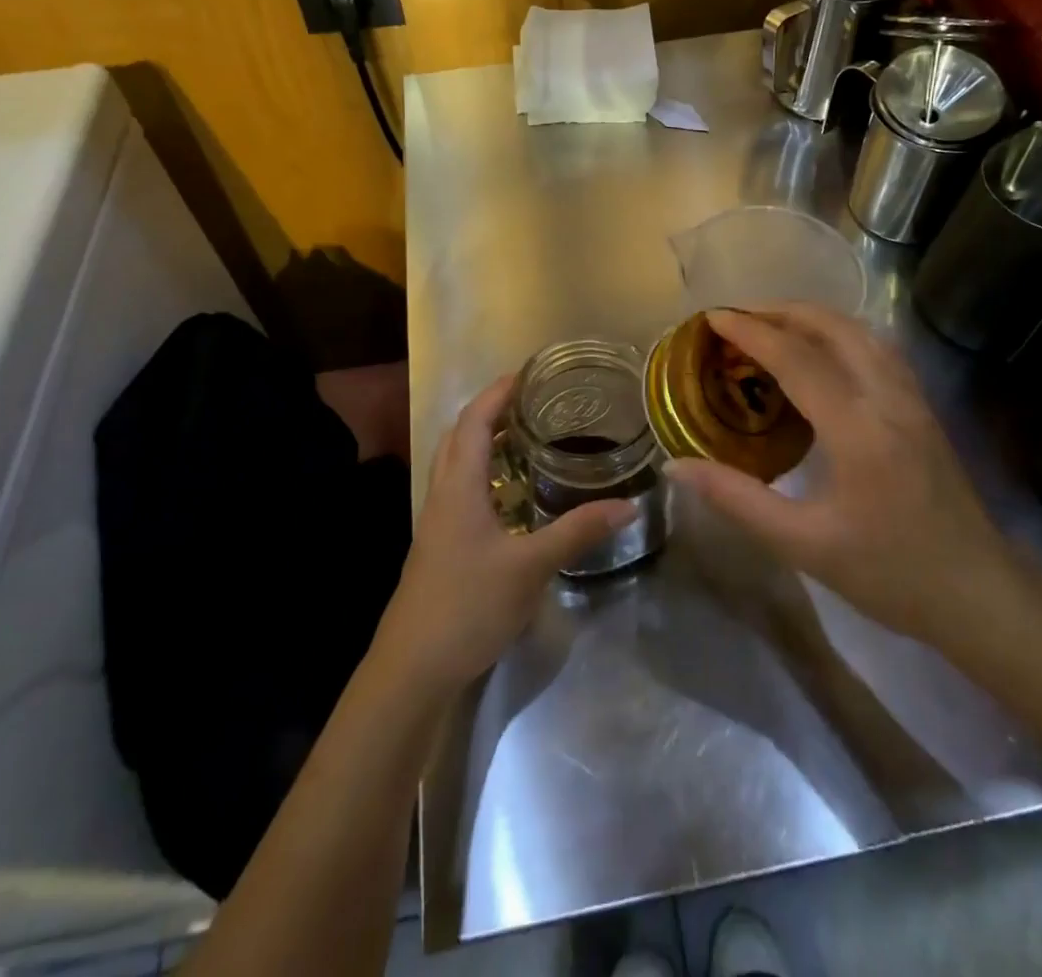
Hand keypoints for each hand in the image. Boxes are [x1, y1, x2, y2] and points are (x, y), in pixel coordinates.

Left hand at [375, 374, 637, 690]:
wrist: (413, 668)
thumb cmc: (467, 606)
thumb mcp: (530, 567)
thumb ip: (577, 532)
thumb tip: (628, 504)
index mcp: (459, 487)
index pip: (474, 421)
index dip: (497, 392)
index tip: (527, 372)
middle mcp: (443, 494)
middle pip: (460, 435)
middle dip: (490, 410)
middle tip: (531, 401)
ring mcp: (437, 522)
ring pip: (456, 463)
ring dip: (484, 441)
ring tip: (524, 437)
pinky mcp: (440, 545)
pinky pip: (460, 490)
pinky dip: (483, 474)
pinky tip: (511, 495)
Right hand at [666, 305, 1025, 651]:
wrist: (978, 594)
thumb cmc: (888, 574)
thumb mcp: (802, 544)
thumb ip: (736, 499)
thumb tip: (675, 466)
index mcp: (858, 430)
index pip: (797, 358)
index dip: (751, 332)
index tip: (713, 317)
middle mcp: (888, 399)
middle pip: (834, 327)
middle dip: (781, 312)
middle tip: (737, 319)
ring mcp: (912, 399)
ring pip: (861, 332)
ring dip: (813, 318)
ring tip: (772, 328)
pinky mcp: (923, 408)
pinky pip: (878, 349)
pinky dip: (841, 334)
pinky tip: (822, 353)